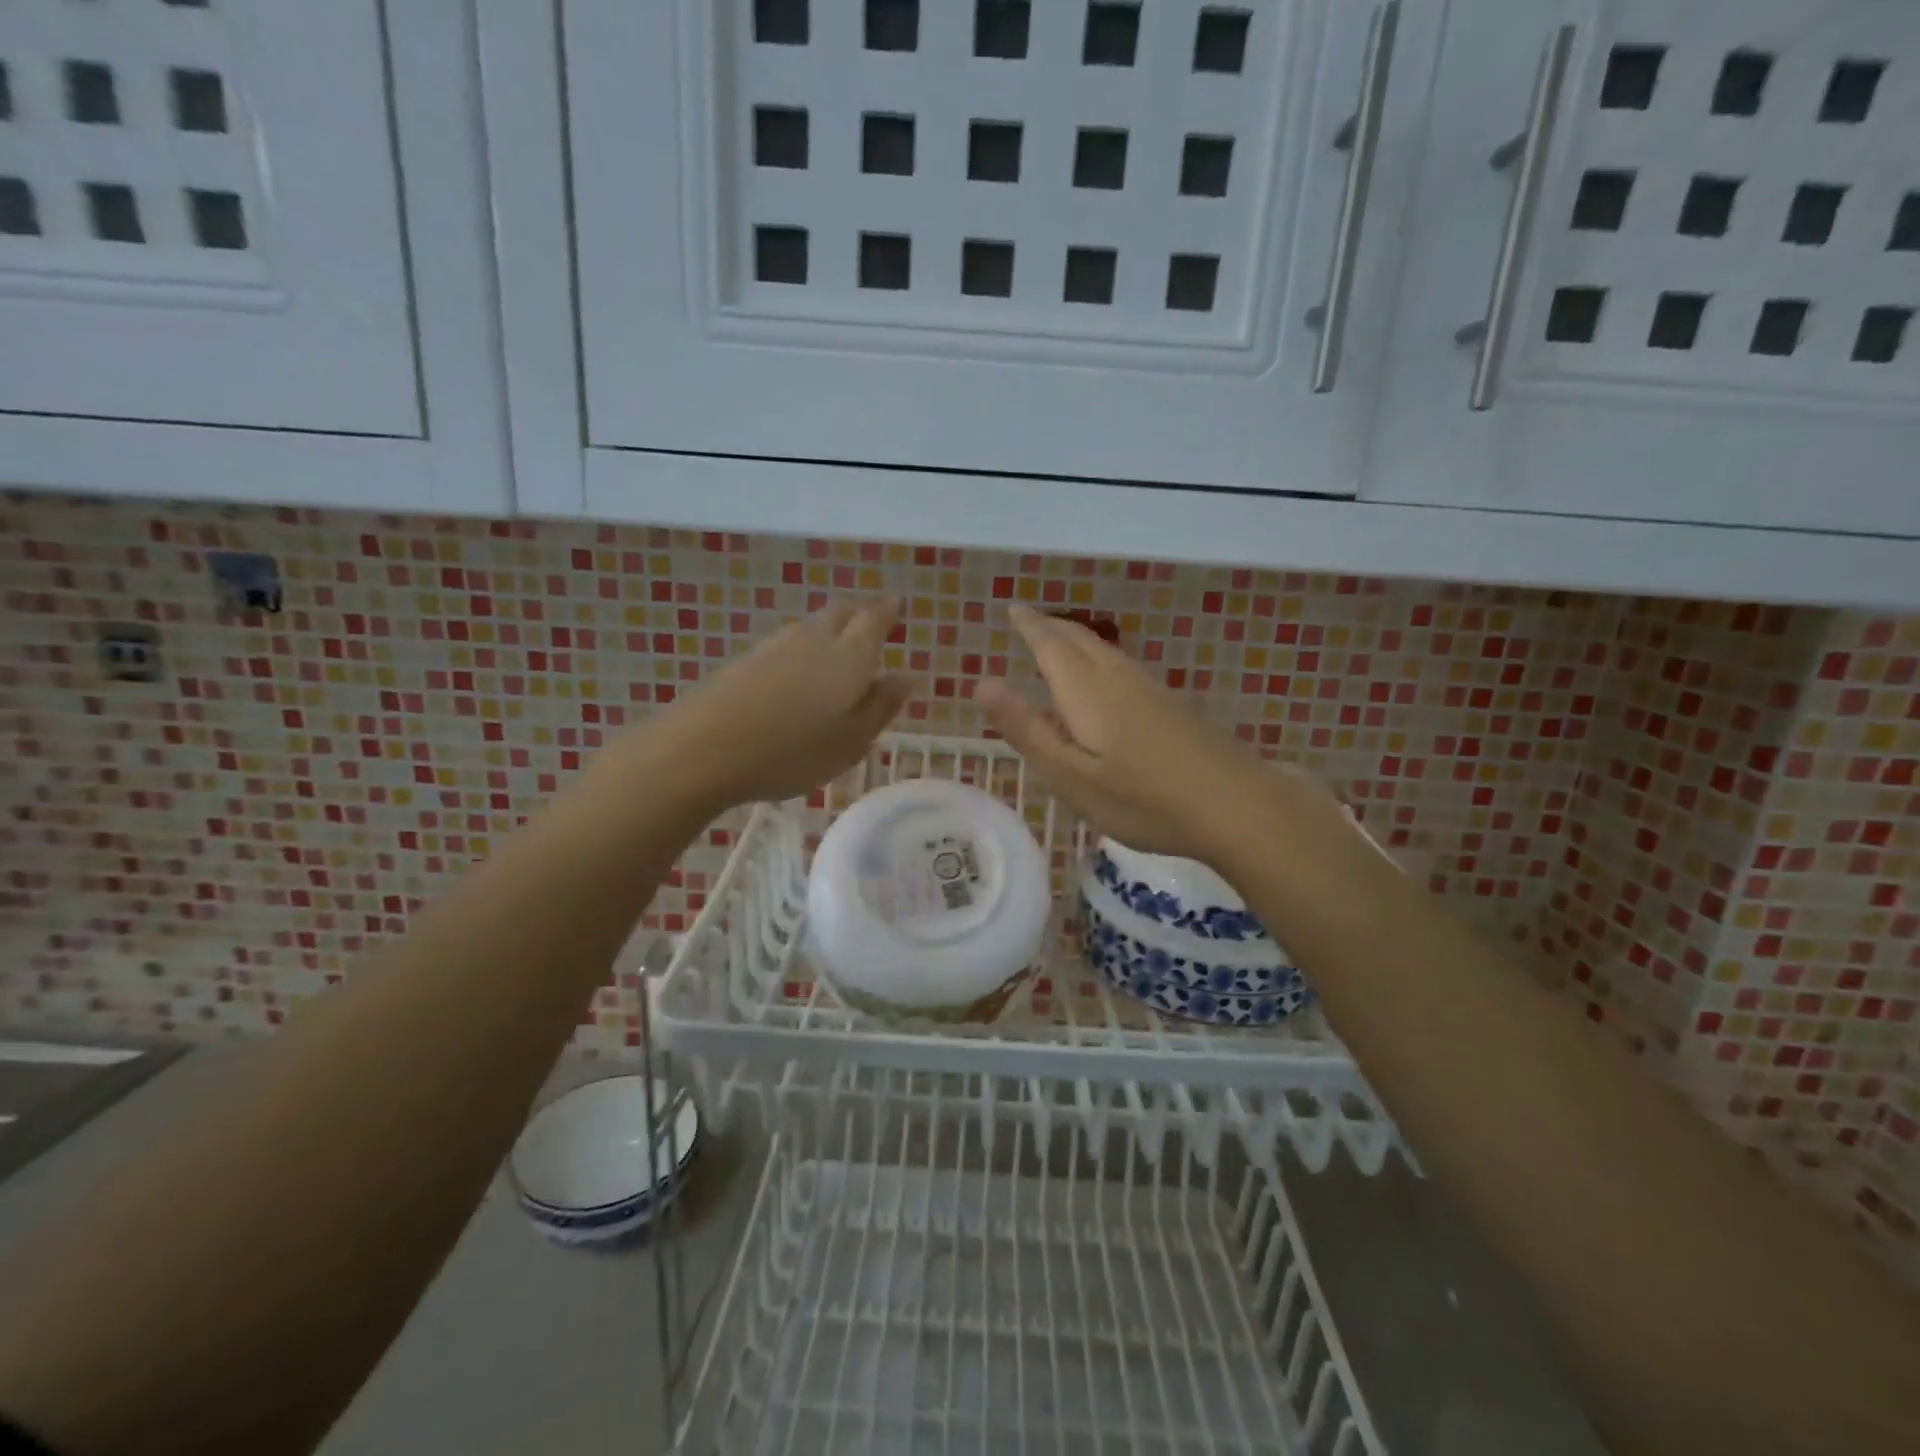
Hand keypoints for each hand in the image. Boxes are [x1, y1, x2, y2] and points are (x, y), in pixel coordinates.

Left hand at [666, 598, 913, 807]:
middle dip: (858, 616)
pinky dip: (798, 652)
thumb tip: (905, 676)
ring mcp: (773, 647)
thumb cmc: (792, 752)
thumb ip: (881, 707)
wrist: (702, 749)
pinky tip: (793, 676)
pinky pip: (783, 646)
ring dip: (827, 633)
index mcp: (848, 656)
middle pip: (839, 614)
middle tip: (868, 628)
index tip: (896, 606)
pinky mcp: (742, 661)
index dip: (887, 612)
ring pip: (809, 628)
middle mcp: (813, 640)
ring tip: (834, 654)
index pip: (873, 619)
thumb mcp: (851, 741)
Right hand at [978, 604, 1327, 864]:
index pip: (1050, 644)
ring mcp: (1150, 689)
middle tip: (1028, 620)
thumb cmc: (1143, 800)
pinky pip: (1122, 665)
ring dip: (1076, 639)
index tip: (1012, 609)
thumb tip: (983, 683)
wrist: (1236, 806)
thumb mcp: (1071, 777)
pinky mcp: (1171, 704)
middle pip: (1079, 640)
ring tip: (1057, 640)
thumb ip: (1027, 730)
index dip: (1029, 625)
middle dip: (1050, 627)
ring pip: (1104, 650)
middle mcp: (1117, 679)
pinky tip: (1104, 678)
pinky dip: (1099, 657)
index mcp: (1087, 692)